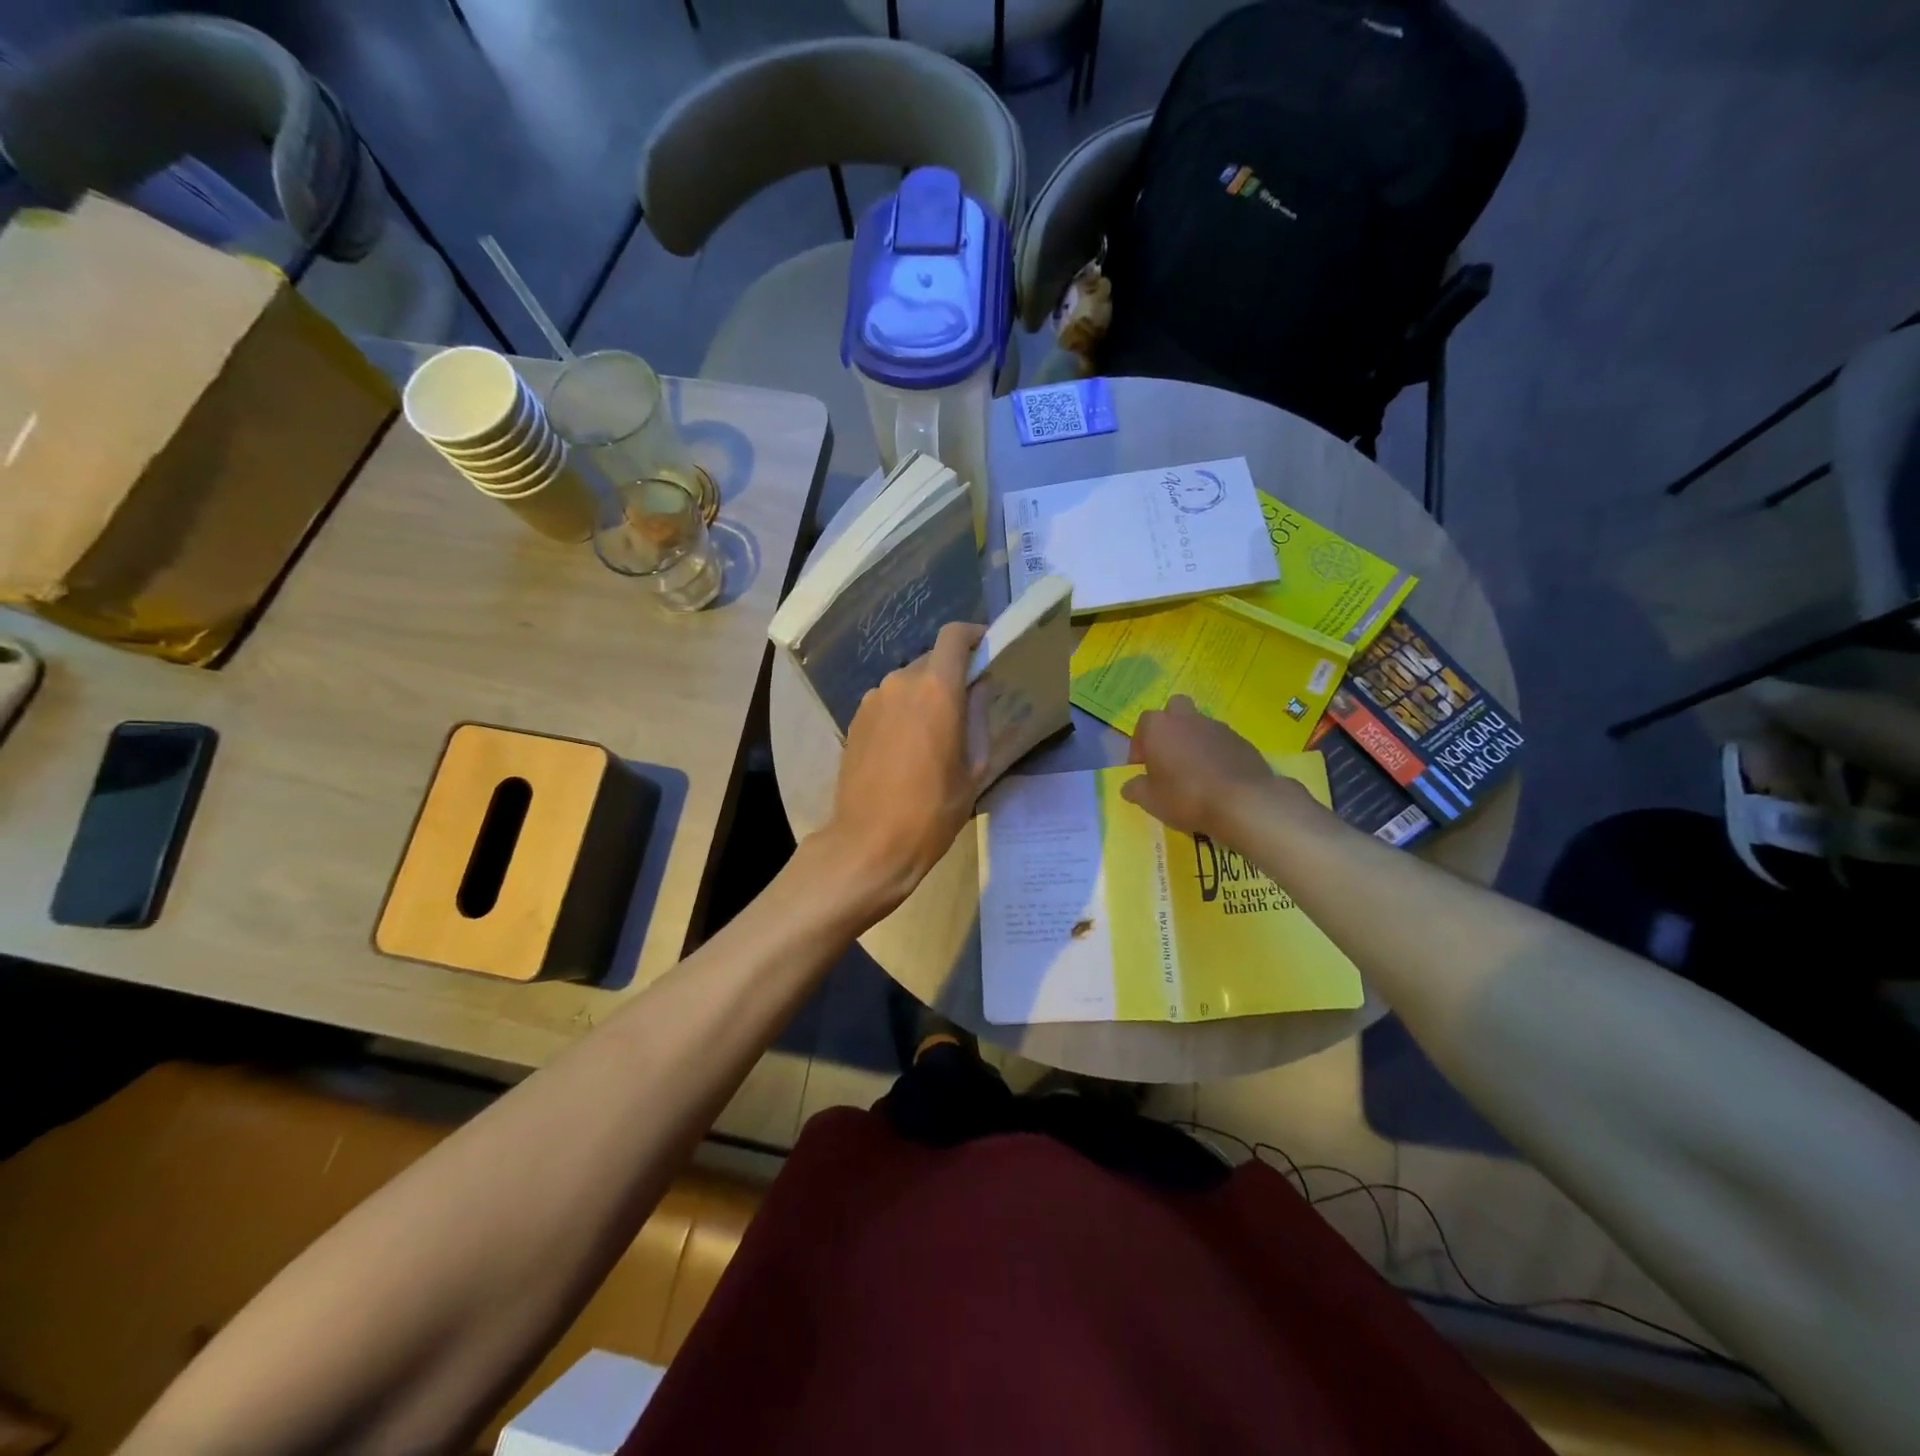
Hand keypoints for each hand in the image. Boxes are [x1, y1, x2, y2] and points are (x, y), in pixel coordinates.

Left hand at [818, 622, 987, 916]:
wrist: (869, 844)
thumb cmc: (932, 811)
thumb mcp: (973, 769)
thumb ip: (978, 717)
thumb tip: (979, 687)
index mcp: (936, 690)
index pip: (954, 636)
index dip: (973, 635)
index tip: (987, 649)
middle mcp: (901, 683)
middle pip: (932, 660)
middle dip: (952, 675)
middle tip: (967, 707)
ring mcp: (872, 700)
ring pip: (908, 683)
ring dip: (926, 696)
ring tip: (936, 735)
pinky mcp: (855, 721)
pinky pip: (888, 702)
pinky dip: (904, 712)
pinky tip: (908, 749)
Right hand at [1121, 696, 1311, 836]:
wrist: (1243, 802)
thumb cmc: (1186, 797)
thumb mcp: (1150, 800)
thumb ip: (1136, 789)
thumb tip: (1130, 786)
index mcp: (1160, 727)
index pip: (1144, 722)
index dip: (1141, 743)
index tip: (1142, 765)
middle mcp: (1188, 719)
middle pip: (1175, 708)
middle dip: (1170, 726)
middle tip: (1168, 755)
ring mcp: (1219, 728)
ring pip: (1200, 725)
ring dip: (1194, 741)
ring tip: (1195, 772)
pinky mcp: (1242, 741)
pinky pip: (1222, 742)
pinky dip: (1217, 754)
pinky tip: (1217, 779)